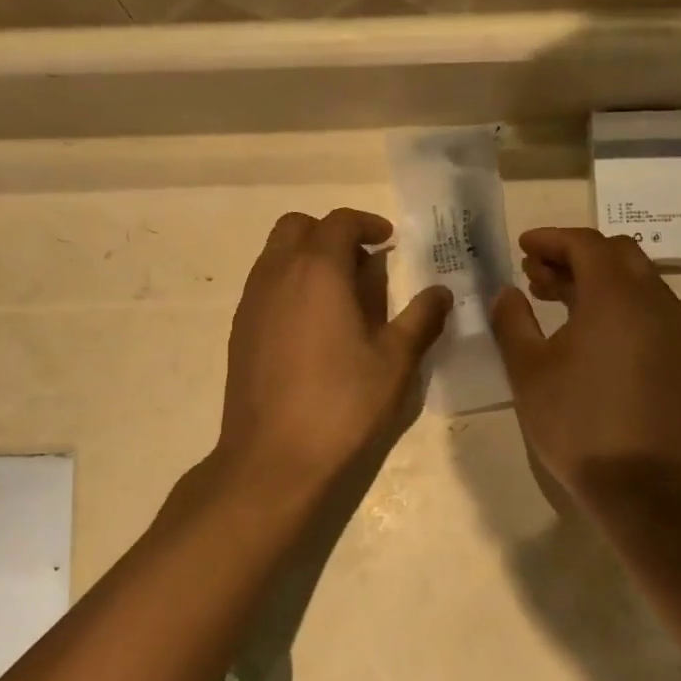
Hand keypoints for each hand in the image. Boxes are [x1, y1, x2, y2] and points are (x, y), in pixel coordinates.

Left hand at [217, 209, 450, 492]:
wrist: (273, 457)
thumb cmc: (342, 404)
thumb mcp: (394, 361)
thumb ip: (420, 319)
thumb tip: (440, 292)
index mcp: (317, 271)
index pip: (339, 222)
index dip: (367, 224)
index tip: (389, 240)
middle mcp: (277, 274)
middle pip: (297, 228)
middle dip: (331, 234)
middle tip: (363, 264)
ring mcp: (252, 303)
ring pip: (275, 255)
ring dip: (307, 258)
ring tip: (340, 297)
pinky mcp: (239, 331)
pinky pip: (264, 287)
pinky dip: (289, 286)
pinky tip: (313, 328)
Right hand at [491, 227, 680, 499]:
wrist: (639, 481)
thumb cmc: (576, 421)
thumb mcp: (528, 370)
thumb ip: (513, 321)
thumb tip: (506, 292)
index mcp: (615, 295)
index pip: (586, 244)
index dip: (551, 239)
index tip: (522, 246)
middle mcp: (652, 300)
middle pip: (615, 253)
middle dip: (573, 254)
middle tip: (535, 273)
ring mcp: (671, 327)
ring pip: (634, 279)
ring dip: (595, 277)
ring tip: (554, 297)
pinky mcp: (676, 354)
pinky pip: (646, 306)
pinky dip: (615, 301)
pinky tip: (585, 328)